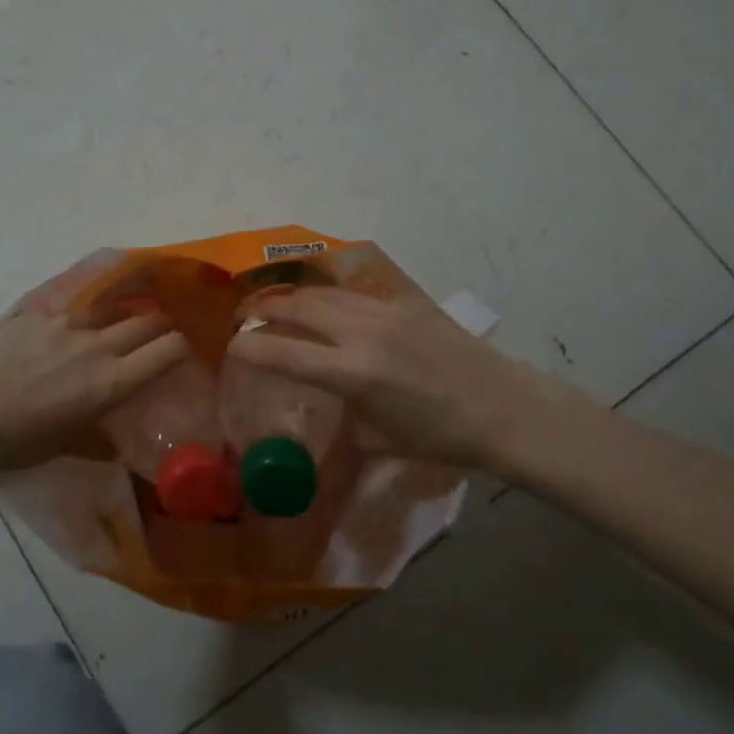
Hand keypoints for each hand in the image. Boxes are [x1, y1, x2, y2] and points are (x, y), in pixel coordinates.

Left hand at [0, 306, 190, 468]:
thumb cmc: (19, 442)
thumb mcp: (66, 446)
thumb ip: (97, 441)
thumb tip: (116, 446)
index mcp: (111, 381)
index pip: (167, 350)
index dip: (180, 347)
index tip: (179, 351)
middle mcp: (97, 345)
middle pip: (146, 320)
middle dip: (158, 325)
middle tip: (156, 332)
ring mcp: (64, 323)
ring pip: (107, 310)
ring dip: (116, 318)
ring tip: (109, 326)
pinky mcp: (34, 313)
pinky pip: (66, 308)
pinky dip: (74, 317)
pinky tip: (64, 325)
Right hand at [227, 288, 599, 474]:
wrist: (503, 407)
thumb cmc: (440, 436)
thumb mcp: (380, 442)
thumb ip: (339, 430)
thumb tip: (313, 441)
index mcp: (353, 374)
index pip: (282, 352)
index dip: (248, 348)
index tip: (231, 347)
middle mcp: (362, 333)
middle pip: (295, 306)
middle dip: (262, 308)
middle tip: (244, 316)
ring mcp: (384, 311)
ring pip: (322, 292)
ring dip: (292, 297)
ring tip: (275, 305)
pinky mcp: (404, 301)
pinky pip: (352, 292)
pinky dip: (327, 296)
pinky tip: (322, 304)